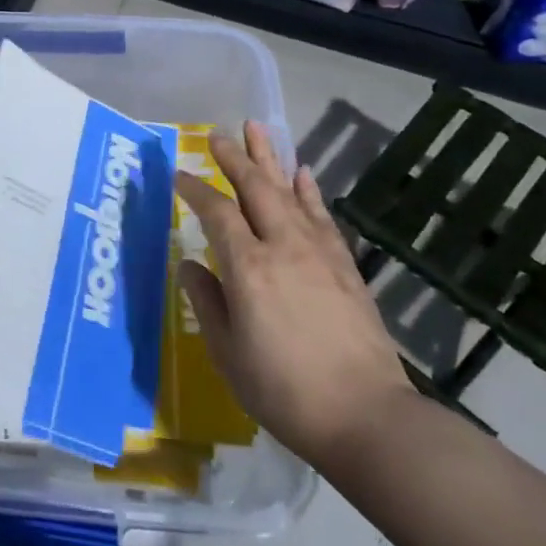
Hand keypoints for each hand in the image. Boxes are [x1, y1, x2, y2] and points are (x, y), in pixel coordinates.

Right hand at [177, 123, 412, 466]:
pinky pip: (321, 215)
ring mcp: (317, 252)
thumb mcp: (228, 353)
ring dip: (270, 158)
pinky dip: (309, 190)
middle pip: (254, 187)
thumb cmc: (284, 390)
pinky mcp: (344, 265)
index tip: (178, 173)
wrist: (367, 417)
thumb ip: (206, 302)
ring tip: (257, 128)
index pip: (215, 212)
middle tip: (217, 134)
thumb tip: (189, 264)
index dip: (194, 189)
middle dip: (233, 157)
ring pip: (288, 191)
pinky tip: (303, 174)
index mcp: (247, 267)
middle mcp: (282, 246)